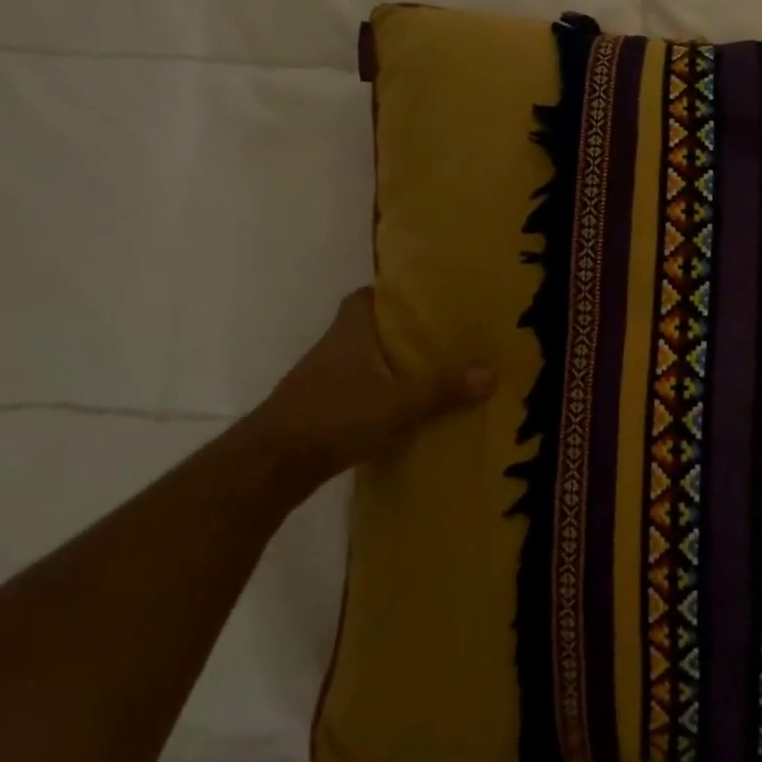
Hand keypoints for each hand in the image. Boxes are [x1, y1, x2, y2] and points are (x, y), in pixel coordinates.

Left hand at [249, 288, 494, 482]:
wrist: (269, 468)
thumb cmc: (333, 418)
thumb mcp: (398, 403)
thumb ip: (443, 388)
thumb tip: (492, 372)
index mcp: (350, 333)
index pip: (366, 297)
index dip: (393, 294)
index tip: (426, 298)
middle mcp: (333, 350)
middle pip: (370, 329)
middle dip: (402, 332)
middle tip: (444, 336)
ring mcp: (322, 382)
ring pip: (364, 362)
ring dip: (391, 366)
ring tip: (434, 372)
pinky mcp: (318, 412)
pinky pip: (357, 392)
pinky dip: (379, 395)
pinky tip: (405, 410)